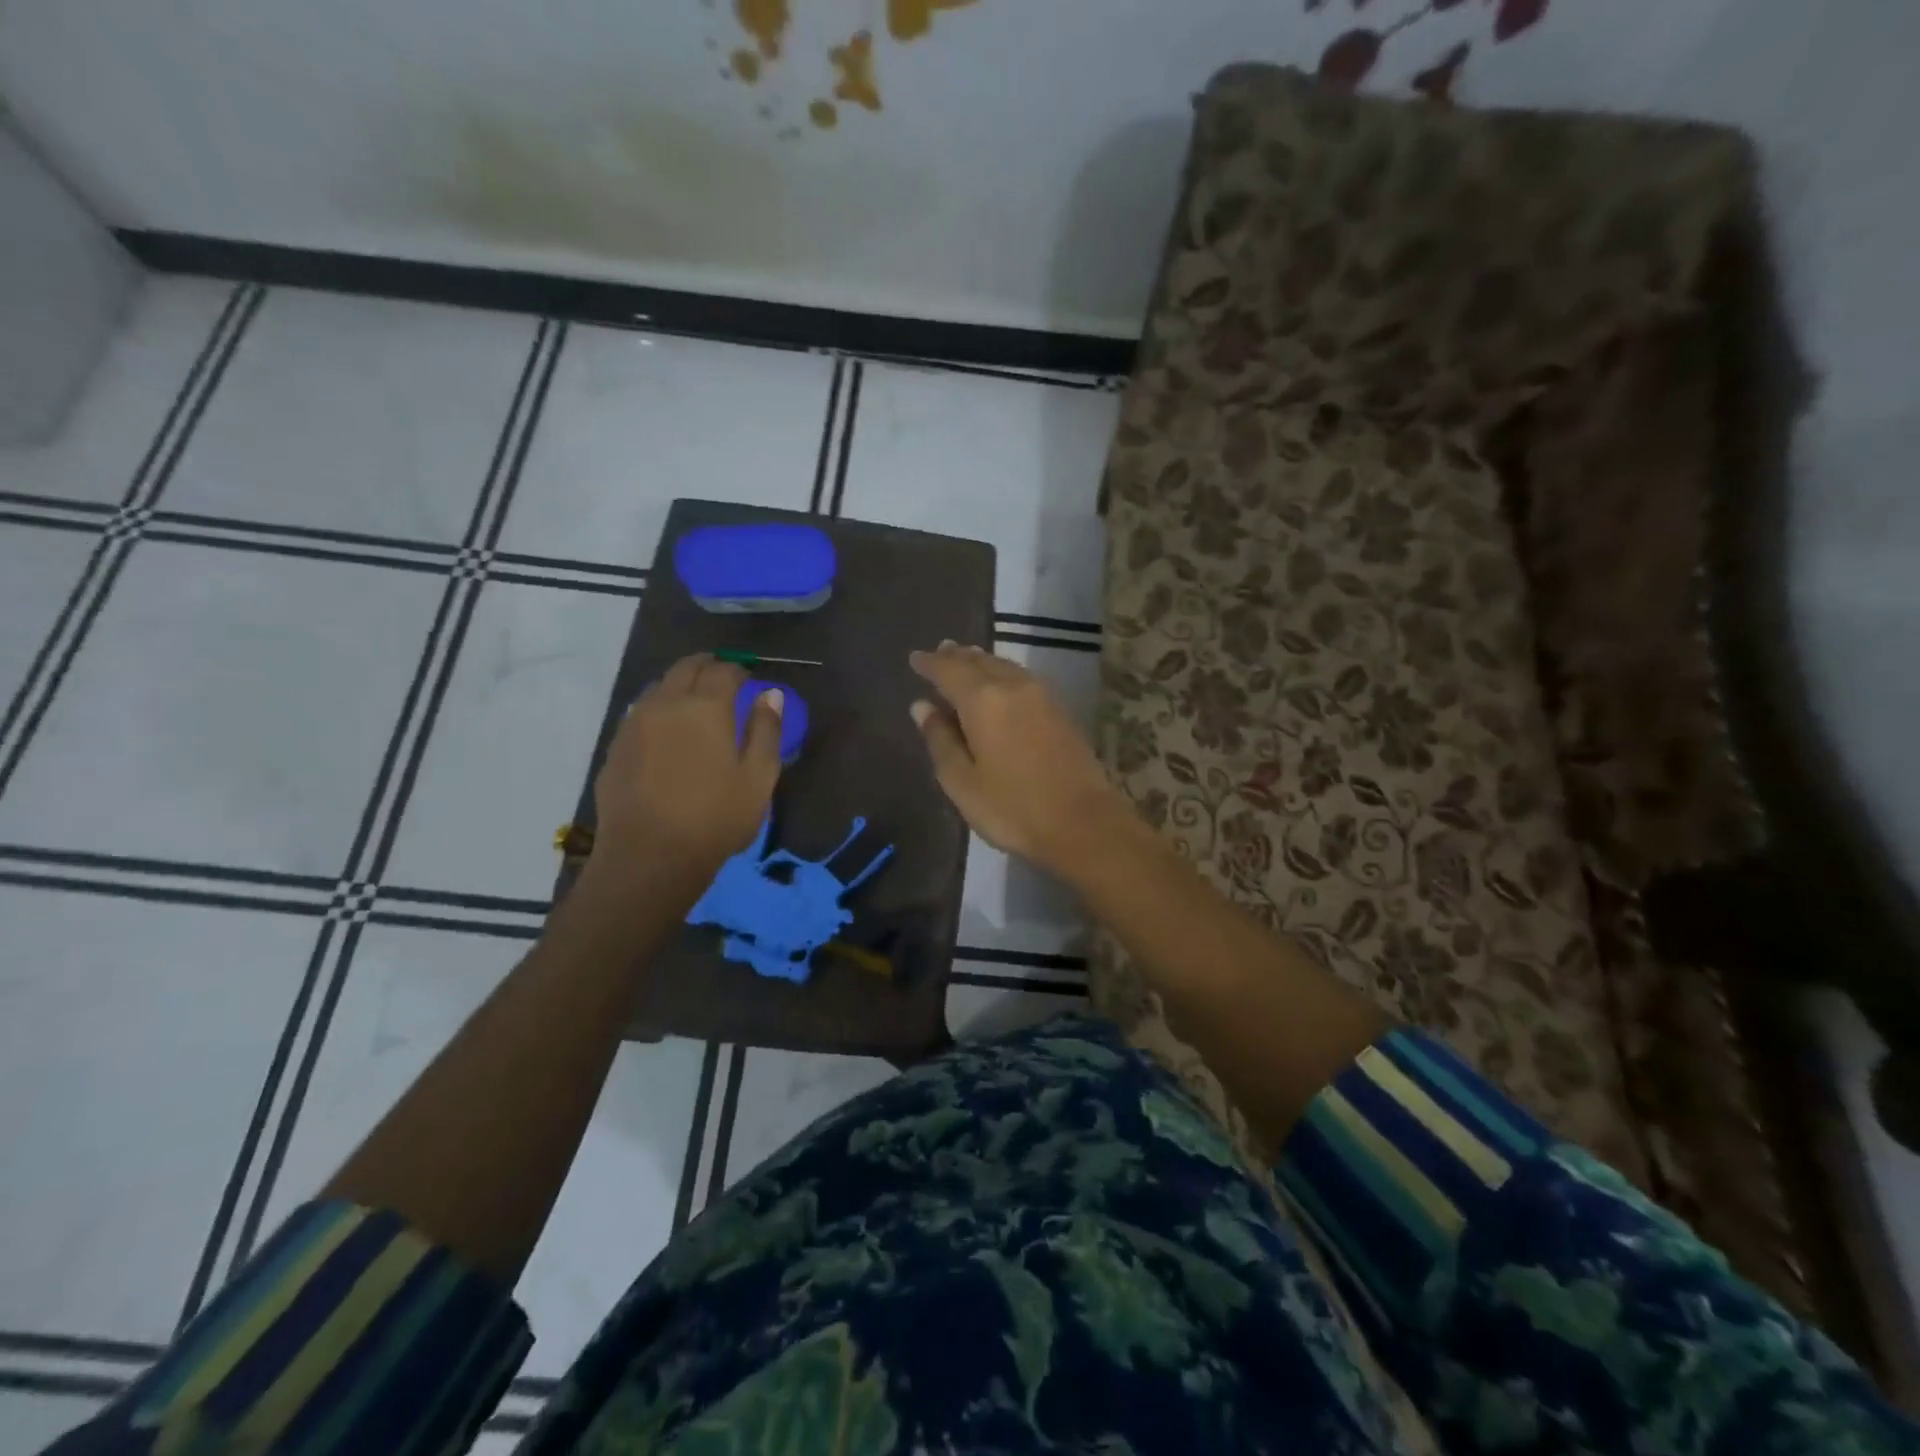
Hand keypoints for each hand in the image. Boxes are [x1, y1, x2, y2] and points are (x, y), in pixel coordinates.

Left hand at [591, 654, 782, 880]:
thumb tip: (770, 694)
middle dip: (707, 666)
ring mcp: (634, 724)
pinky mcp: (615, 747)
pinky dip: (658, 711)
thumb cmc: (715, 818)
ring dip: (679, 686)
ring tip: (695, 705)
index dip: (739, 669)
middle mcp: (666, 703)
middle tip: (723, 679)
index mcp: (705, 707)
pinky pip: (639, 713)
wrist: (649, 858)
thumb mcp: (758, 778)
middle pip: (685, 668)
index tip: (749, 680)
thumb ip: (766, 730)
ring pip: (658, 687)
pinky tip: (667, 735)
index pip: (723, 669)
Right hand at [909, 642, 1122, 876]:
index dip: (929, 663)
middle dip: (957, 656)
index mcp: (983, 701)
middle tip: (940, 651)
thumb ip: (940, 740)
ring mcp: (1042, 696)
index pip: (949, 670)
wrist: (1085, 824)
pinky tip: (1001, 683)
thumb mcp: (963, 782)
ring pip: (1005, 667)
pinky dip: (1003, 673)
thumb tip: (922, 706)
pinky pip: (1023, 678)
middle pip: (980, 662)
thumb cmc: (1013, 808)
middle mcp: (1013, 687)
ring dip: (982, 661)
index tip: (914, 658)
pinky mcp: (1061, 710)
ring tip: (966, 659)